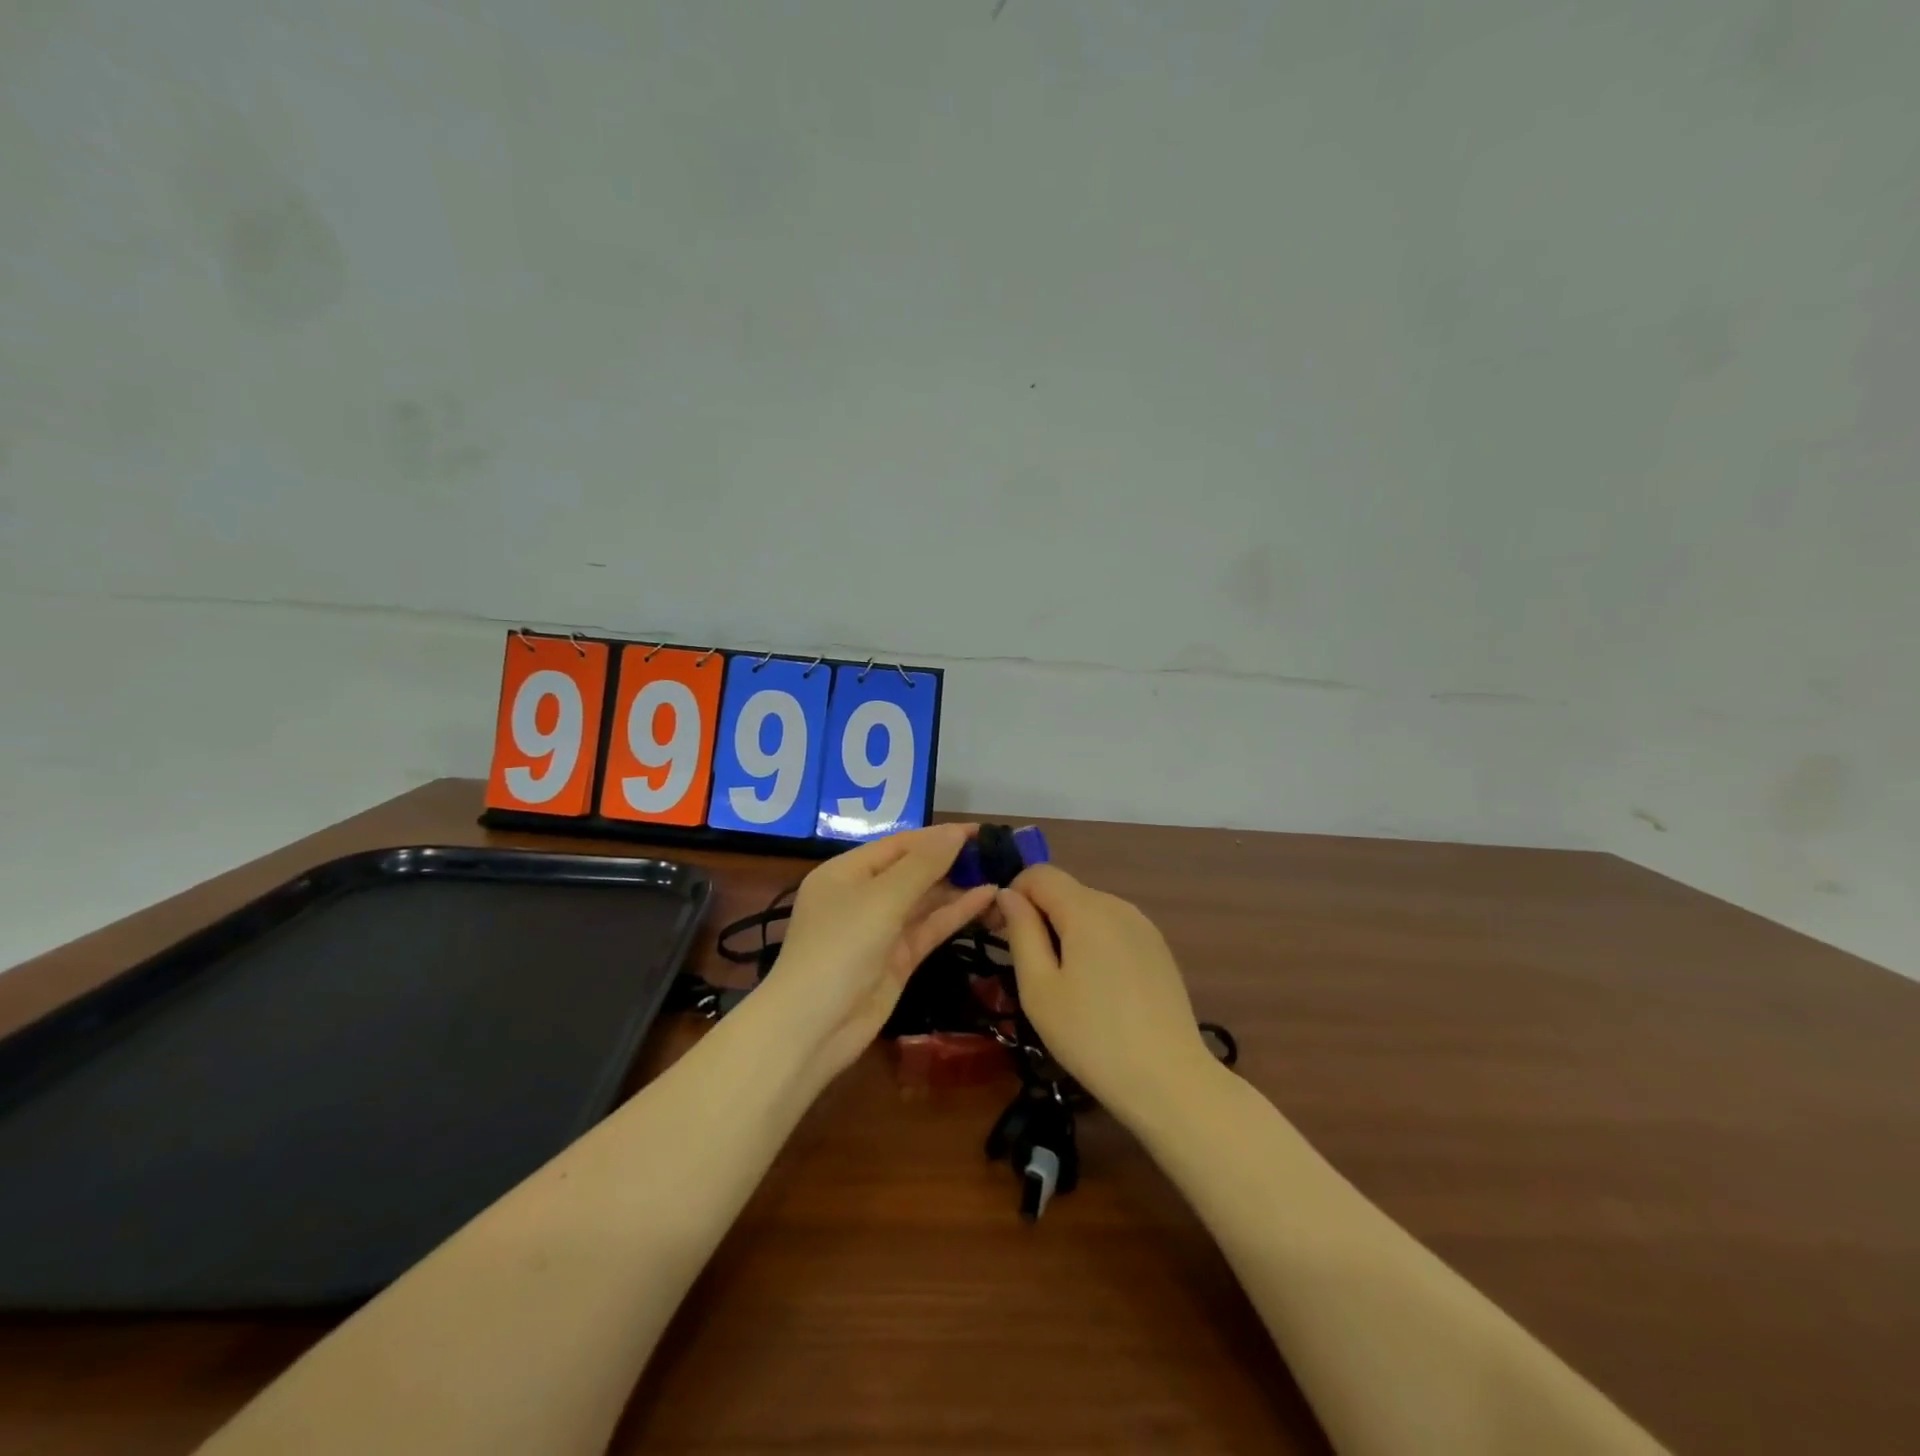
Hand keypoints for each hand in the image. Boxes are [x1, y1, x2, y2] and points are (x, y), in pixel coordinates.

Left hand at [749, 824, 995, 1083]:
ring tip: (1000, 872)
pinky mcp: (897, 959)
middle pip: (912, 870)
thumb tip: (955, 832)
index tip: (981, 830)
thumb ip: (922, 865)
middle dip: (951, 860)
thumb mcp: (881, 899)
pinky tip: (987, 898)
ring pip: (924, 900)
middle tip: (997, 852)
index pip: (898, 844)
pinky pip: (929, 927)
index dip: (938, 836)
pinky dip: (956, 913)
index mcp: (845, 872)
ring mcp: (880, 930)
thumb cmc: (840, 948)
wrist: (813, 1028)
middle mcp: (862, 896)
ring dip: (958, 887)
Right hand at [996, 865, 1217, 1127]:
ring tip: (1061, 981)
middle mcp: (1117, 905)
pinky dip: (1092, 942)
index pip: (1039, 874)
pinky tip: (1095, 987)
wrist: (1169, 1080)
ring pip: (1089, 910)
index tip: (998, 932)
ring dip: (1065, 929)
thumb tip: (1007, 894)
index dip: (1012, 894)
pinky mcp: (1157, 948)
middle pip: (1065, 890)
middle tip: (1026, 964)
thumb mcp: (1039, 988)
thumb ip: (1021, 932)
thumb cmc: (1091, 1036)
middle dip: (1038, 914)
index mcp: (1086, 909)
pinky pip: (1112, 928)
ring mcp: (1143, 926)